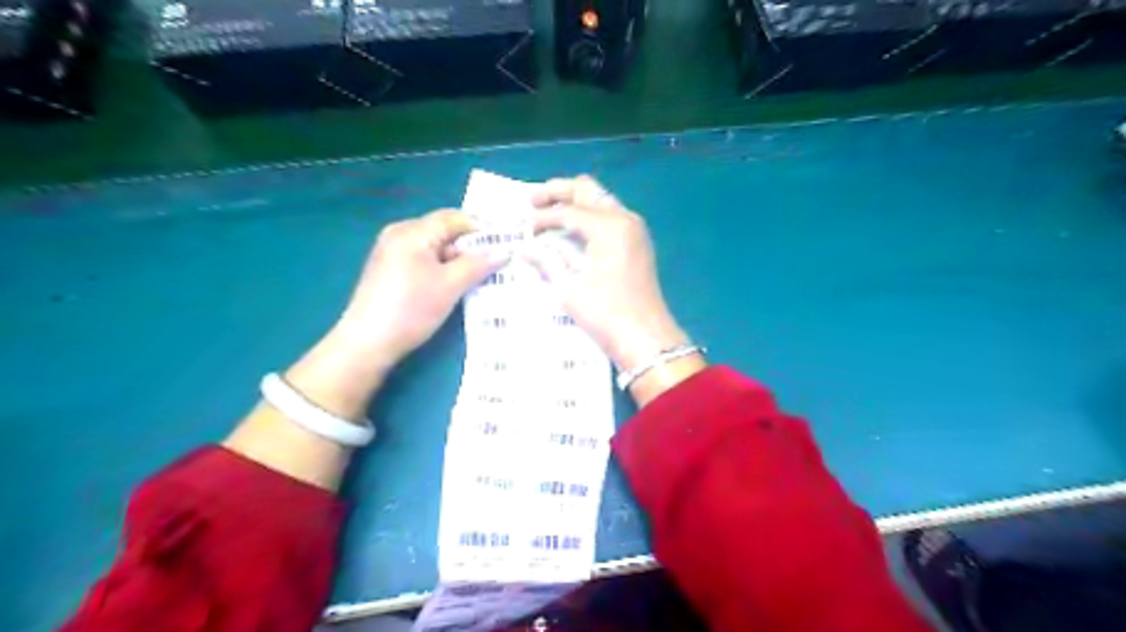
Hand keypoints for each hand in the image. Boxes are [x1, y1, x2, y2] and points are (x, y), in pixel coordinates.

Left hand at [336, 209, 507, 368]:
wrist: (368, 343)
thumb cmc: (411, 309)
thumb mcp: (450, 286)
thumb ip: (479, 264)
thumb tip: (505, 251)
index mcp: (412, 231)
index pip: (454, 218)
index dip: (482, 229)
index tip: (505, 245)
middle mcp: (399, 234)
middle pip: (444, 231)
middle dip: (471, 246)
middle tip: (496, 263)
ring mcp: (392, 252)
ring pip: (435, 247)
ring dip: (458, 259)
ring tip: (481, 276)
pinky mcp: (390, 270)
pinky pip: (424, 259)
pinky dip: (442, 268)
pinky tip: (456, 285)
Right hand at [527, 172, 685, 369]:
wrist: (646, 339)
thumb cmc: (606, 314)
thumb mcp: (569, 288)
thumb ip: (546, 261)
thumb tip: (524, 247)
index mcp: (609, 226)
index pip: (569, 211)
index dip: (543, 217)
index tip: (523, 227)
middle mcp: (625, 218)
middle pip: (587, 190)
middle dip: (558, 192)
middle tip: (532, 202)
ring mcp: (634, 229)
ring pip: (600, 201)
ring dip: (574, 202)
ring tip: (547, 213)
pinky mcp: (637, 242)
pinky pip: (609, 217)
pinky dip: (588, 216)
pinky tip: (570, 230)